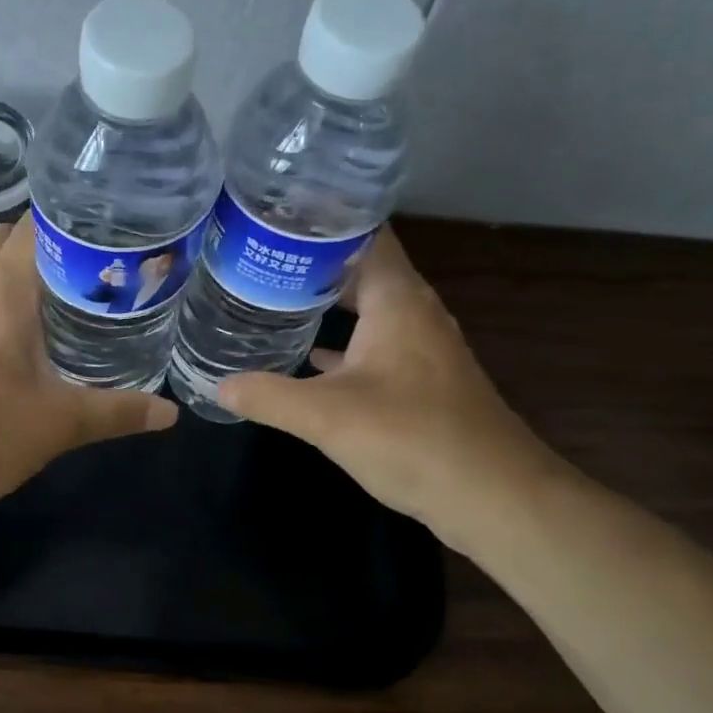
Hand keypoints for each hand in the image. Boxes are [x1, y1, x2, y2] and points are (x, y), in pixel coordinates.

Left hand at [0, 216, 177, 519]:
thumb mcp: (60, 424)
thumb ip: (118, 411)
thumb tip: (169, 413)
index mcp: (1, 289)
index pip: (38, 224)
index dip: (75, 222)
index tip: (112, 236)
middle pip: (10, 238)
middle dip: (51, 244)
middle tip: (96, 269)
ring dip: (20, 271)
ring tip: (64, 297)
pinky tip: (20, 334)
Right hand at [218, 229, 558, 552]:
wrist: (493, 497)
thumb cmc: (412, 438)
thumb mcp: (326, 416)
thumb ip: (268, 395)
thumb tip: (219, 384)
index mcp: (397, 299)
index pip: (362, 232)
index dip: (320, 218)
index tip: (272, 215)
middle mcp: (413, 311)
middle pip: (358, 268)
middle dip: (310, 262)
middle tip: (255, 258)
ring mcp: (420, 347)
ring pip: (366, 308)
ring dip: (325, 303)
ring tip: (270, 297)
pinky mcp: (420, 380)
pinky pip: (373, 344)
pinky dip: (341, 344)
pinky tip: (306, 358)